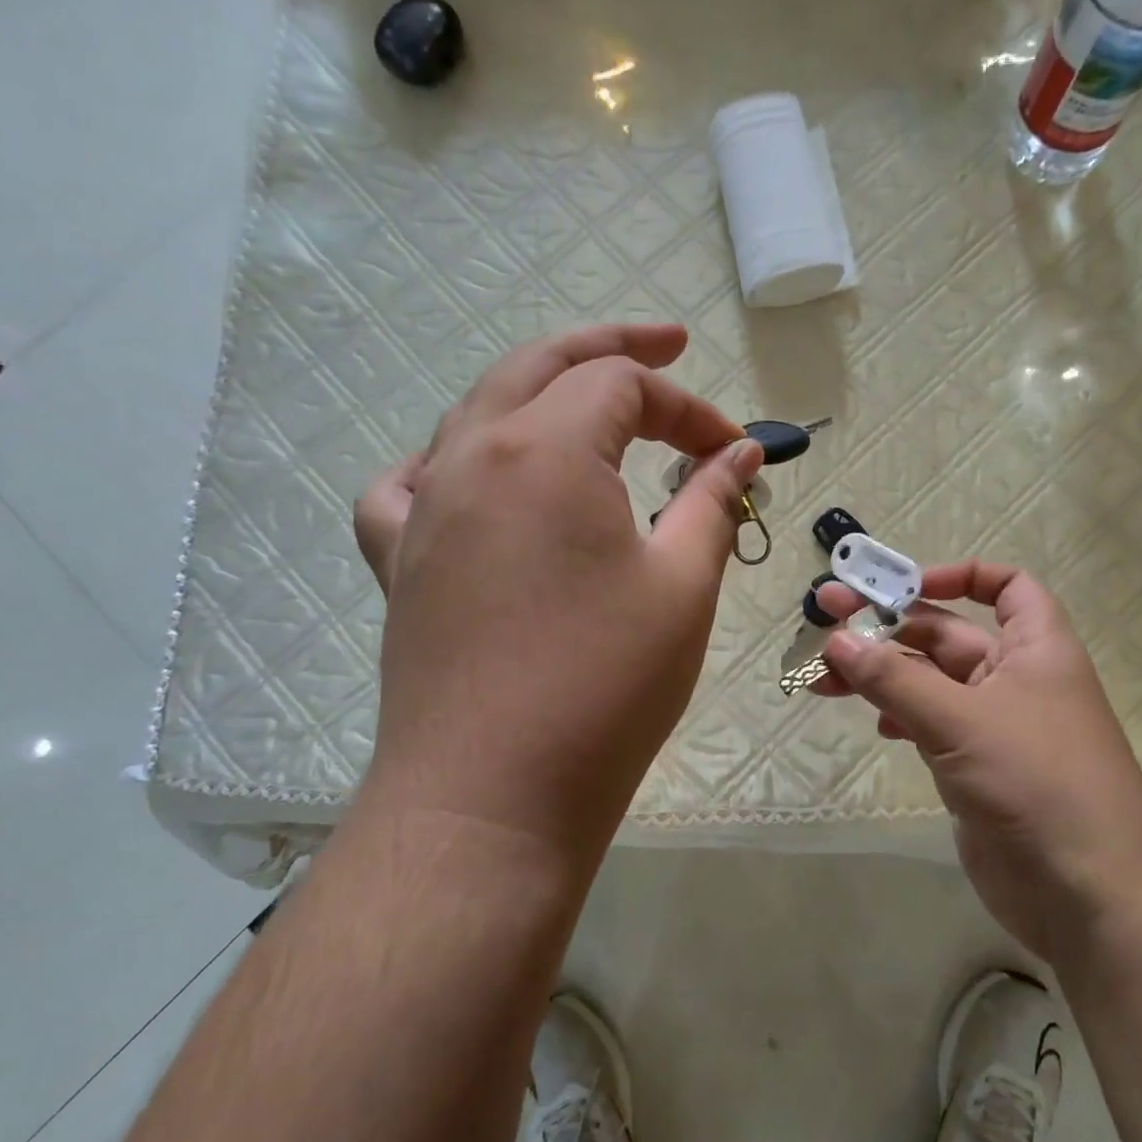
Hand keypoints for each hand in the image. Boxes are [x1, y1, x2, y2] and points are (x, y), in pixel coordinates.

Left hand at [351, 324, 762, 864]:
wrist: (492, 796)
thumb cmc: (604, 688)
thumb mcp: (682, 586)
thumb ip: (711, 501)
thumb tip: (741, 452)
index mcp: (544, 449)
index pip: (625, 386)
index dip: (691, 409)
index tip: (736, 453)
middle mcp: (471, 457)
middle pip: (543, 367)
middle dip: (614, 348)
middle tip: (670, 345)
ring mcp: (423, 507)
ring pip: (480, 412)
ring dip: (541, 393)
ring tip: (587, 405)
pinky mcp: (400, 561)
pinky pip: (411, 483)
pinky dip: (453, 460)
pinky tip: (476, 477)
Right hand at [812, 562, 1141, 952]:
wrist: (1089, 892)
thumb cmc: (1036, 781)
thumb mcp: (960, 719)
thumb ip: (894, 678)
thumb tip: (836, 638)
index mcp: (1034, 647)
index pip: (1006, 586)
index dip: (958, 576)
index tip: (903, 585)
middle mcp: (1014, 679)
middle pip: (946, 634)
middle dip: (888, 627)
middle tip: (824, 621)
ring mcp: (993, 727)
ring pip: (928, 683)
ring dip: (881, 675)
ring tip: (824, 678)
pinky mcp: (974, 770)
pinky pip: (928, 726)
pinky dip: (898, 718)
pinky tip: (874, 726)